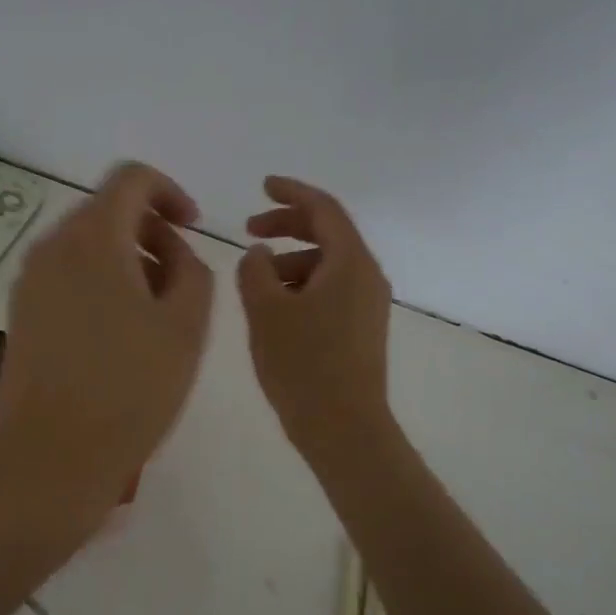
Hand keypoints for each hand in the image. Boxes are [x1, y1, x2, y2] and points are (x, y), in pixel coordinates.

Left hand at [0, 162, 214, 516]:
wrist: (52, 457)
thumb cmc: (129, 389)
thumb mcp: (185, 327)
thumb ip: (193, 271)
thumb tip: (173, 253)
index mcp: (92, 238)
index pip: (131, 178)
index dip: (170, 192)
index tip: (193, 228)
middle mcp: (51, 247)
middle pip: (106, 211)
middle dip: (150, 231)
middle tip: (180, 279)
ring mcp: (29, 282)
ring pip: (85, 246)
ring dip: (126, 260)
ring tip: (154, 312)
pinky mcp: (20, 314)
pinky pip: (65, 276)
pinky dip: (98, 282)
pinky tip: (118, 333)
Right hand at [236, 176, 392, 454]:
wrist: (344, 429)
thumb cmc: (303, 365)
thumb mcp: (266, 310)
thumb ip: (255, 270)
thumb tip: (259, 254)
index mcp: (350, 263)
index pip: (323, 209)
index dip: (291, 192)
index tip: (262, 186)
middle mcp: (367, 277)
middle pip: (327, 234)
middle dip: (287, 225)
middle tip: (248, 229)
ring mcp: (367, 305)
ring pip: (327, 265)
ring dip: (291, 260)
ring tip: (255, 280)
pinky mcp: (361, 330)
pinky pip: (330, 290)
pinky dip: (301, 285)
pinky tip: (275, 307)